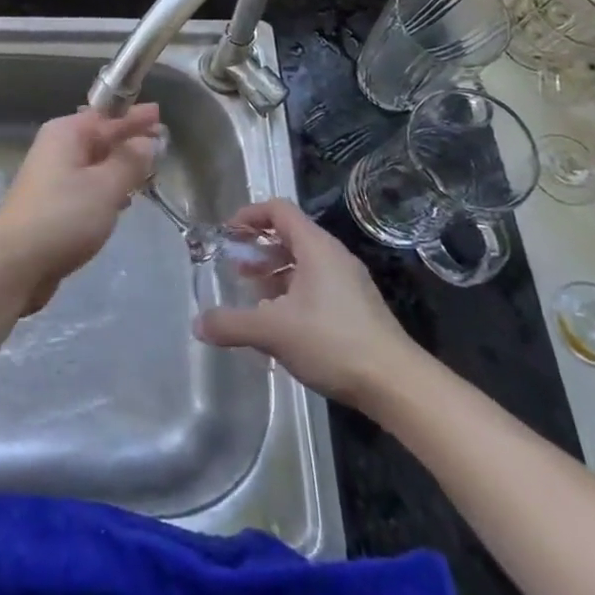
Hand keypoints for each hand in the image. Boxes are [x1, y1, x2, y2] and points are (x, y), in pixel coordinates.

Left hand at [0, 105, 161, 313]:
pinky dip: (107, 187)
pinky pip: (87, 185)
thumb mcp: (106, 186)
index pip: (107, 116)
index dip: (133, 116)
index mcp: (67, 134)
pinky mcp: (53, 204)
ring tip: (148, 170)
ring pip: (94, 163)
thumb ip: (130, 162)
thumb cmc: (64, 216)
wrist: (15, 263)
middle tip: (160, 140)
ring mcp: (53, 177)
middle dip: (128, 140)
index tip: (158, 113)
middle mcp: (57, 149)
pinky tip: (124, 199)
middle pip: (100, 137)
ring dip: (119, 165)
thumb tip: (146, 142)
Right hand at [194, 199, 423, 406]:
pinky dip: (292, 292)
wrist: (396, 384)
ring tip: (254, 298)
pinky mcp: (357, 307)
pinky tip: (282, 323)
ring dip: (274, 273)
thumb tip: (197, 324)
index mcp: (316, 247)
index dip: (249, 215)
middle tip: (235, 269)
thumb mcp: (272, 331)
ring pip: (303, 263)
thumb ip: (232, 324)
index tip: (227, 234)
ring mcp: (349, 282)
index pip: (278, 210)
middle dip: (258, 249)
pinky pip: (317, 285)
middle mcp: (333, 256)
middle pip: (290, 235)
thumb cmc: (332, 342)